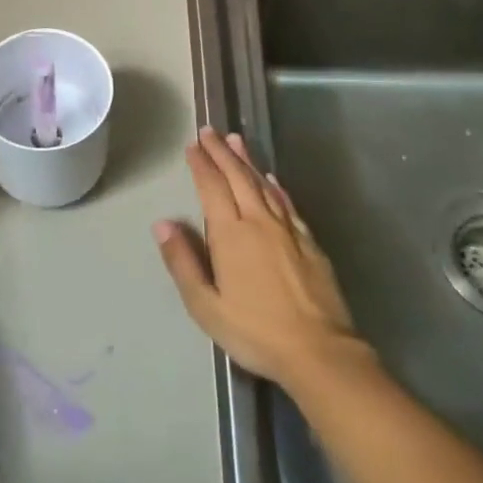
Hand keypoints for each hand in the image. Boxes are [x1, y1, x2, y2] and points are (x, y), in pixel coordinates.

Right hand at [154, 127, 369, 389]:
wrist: (319, 352)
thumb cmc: (254, 331)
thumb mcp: (205, 305)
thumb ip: (183, 262)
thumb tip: (162, 224)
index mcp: (230, 234)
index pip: (211, 188)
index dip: (201, 164)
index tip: (192, 145)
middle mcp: (259, 222)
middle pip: (237, 177)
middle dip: (222, 152)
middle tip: (210, 131)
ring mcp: (288, 230)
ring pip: (264, 184)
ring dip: (248, 161)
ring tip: (237, 140)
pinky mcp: (310, 243)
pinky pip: (288, 204)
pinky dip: (277, 187)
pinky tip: (272, 179)